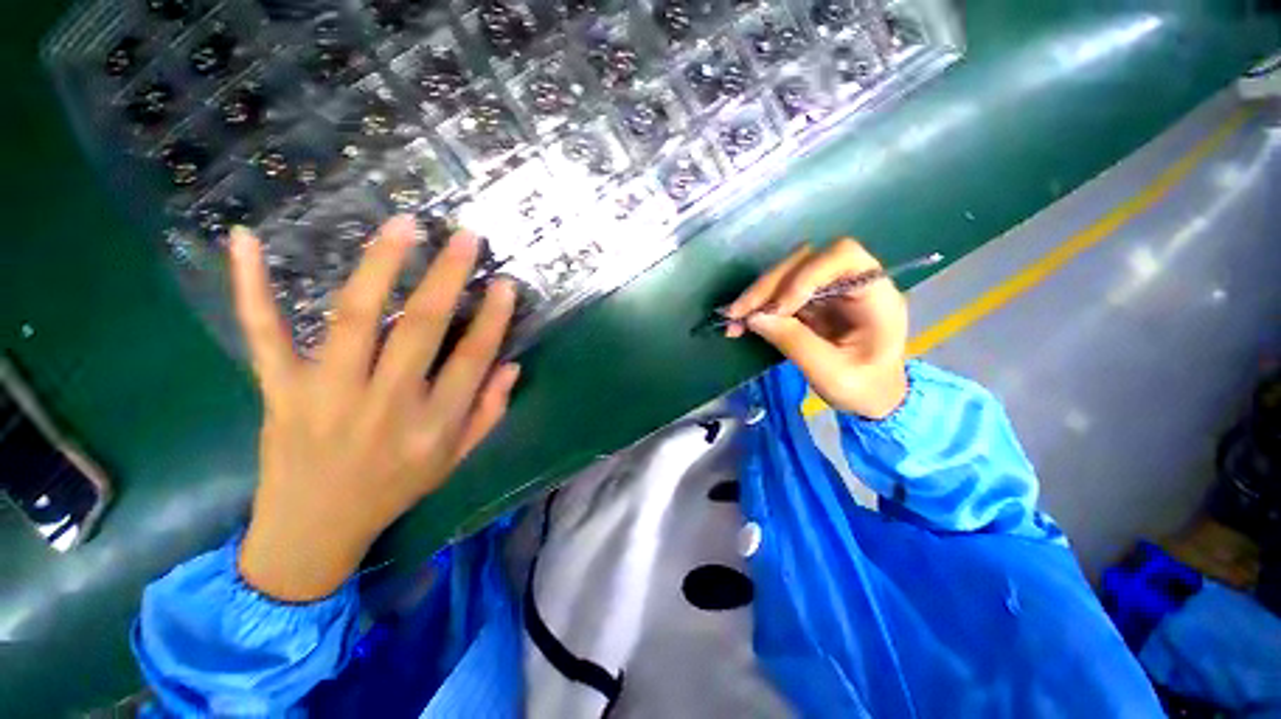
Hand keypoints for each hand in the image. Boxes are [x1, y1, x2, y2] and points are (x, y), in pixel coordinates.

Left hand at [229, 216, 520, 601]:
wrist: (314, 529)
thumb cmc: (394, 490)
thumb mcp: (456, 459)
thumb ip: (489, 412)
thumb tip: (512, 365)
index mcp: (432, 426)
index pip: (472, 360)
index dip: (493, 320)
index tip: (505, 284)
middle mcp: (385, 405)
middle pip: (419, 329)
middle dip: (447, 277)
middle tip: (464, 237)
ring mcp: (325, 394)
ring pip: (353, 318)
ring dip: (380, 265)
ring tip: (402, 226)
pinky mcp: (278, 390)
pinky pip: (264, 334)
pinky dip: (251, 288)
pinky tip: (243, 240)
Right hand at [724, 239, 908, 418]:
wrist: (872, 398)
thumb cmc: (865, 389)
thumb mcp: (833, 375)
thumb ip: (796, 344)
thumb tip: (754, 317)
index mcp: (875, 296)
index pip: (843, 256)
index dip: (806, 274)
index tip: (779, 308)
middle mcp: (851, 283)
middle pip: (805, 261)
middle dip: (769, 286)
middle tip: (739, 312)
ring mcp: (828, 290)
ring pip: (787, 273)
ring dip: (758, 294)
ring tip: (734, 318)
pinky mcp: (810, 302)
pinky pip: (778, 293)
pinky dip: (757, 305)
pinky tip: (739, 322)